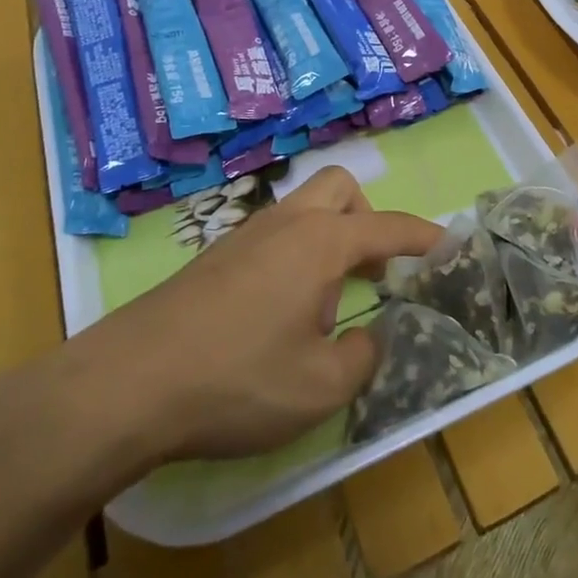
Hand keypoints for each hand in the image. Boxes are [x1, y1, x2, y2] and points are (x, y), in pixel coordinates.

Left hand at [50, 166, 441, 490]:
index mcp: (320, 243)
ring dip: (328, 239)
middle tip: (372, 269)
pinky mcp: (215, 257)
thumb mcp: (318, 388)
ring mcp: (245, 235)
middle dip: (367, 218)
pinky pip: (273, 235)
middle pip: (340, 188)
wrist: (127, 383)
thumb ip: (362, 360)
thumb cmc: (236, 380)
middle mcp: (286, 224)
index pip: (388, 226)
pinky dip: (294, 256)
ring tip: (324, 303)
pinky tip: (277, 314)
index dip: (424, 236)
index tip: (450, 245)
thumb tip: (371, 339)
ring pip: (303, 210)